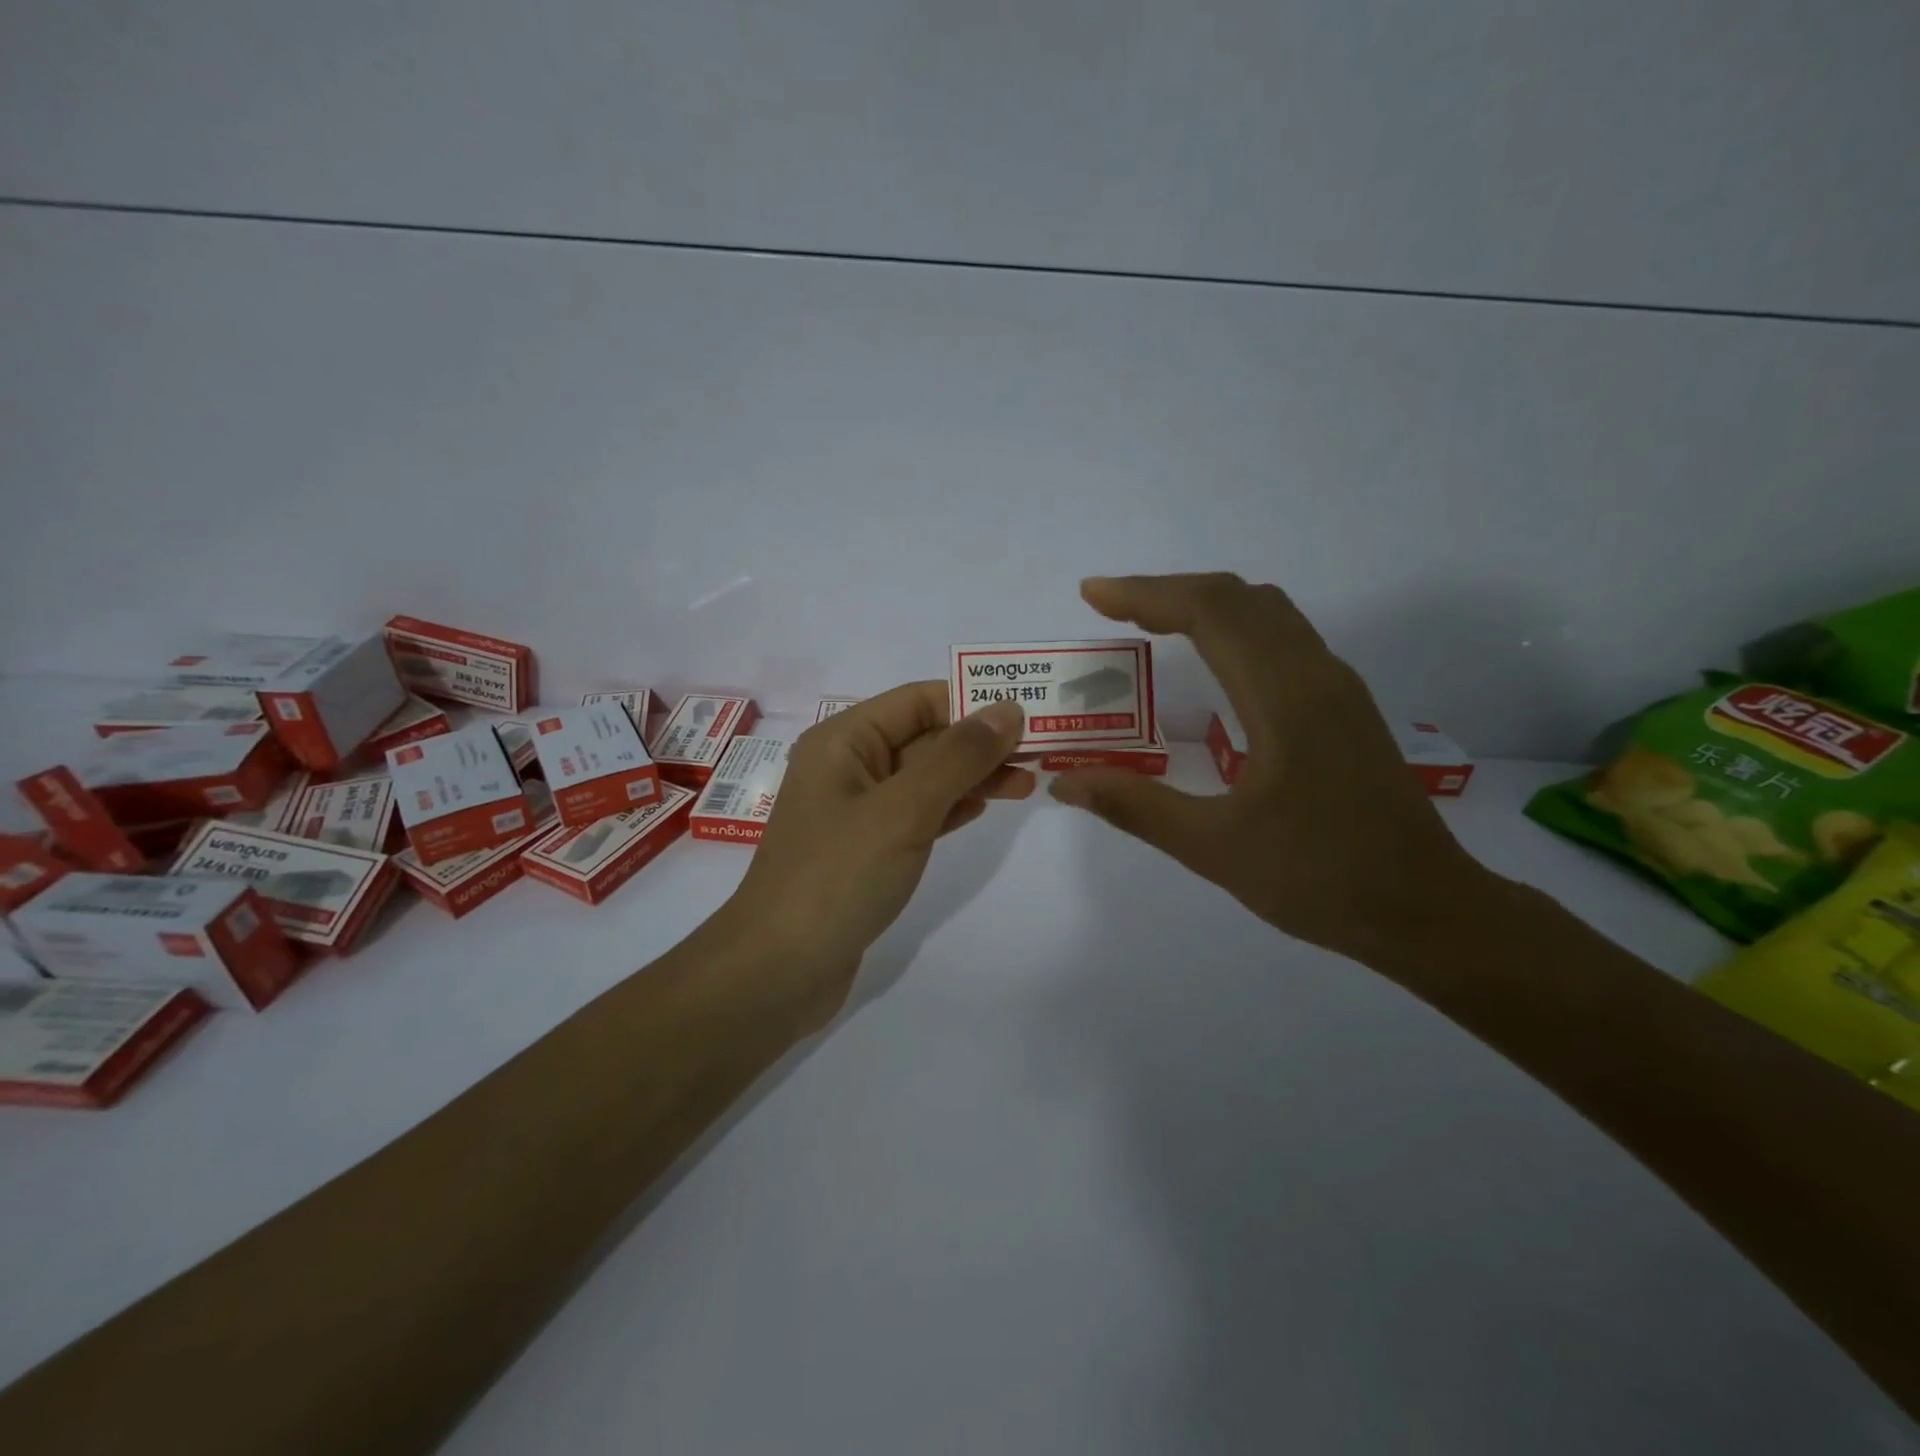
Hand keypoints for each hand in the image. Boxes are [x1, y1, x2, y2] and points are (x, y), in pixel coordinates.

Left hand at [718, 683, 1034, 1024]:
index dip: (974, 701)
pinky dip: (951, 807)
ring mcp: (856, 811)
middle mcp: (848, 767)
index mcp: (844, 740)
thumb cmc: (837, 877)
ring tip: (1028, 782)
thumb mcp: (903, 809)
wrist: (778, 971)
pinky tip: (984, 808)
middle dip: (980, 742)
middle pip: (924, 737)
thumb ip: (957, 757)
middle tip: (1041, 752)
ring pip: (925, 778)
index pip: (919, 701)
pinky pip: (916, 814)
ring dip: (973, 776)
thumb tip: (1008, 709)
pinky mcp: (866, 850)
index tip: (1030, 713)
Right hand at [1049, 573, 1493, 962]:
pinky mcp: (1344, 707)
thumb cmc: (1321, 879)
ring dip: (1204, 604)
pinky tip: (1210, 659)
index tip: (1092, 594)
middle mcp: (1316, 675)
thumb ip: (1136, 807)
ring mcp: (1336, 688)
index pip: (1210, 613)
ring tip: (1150, 622)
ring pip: (1266, 612)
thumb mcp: (1215, 848)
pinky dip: (1233, 626)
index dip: (1145, 594)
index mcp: (1285, 698)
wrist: (1427, 910)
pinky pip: (1283, 637)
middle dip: (1168, 591)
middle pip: (1238, 598)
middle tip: (1111, 606)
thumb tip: (1064, 782)